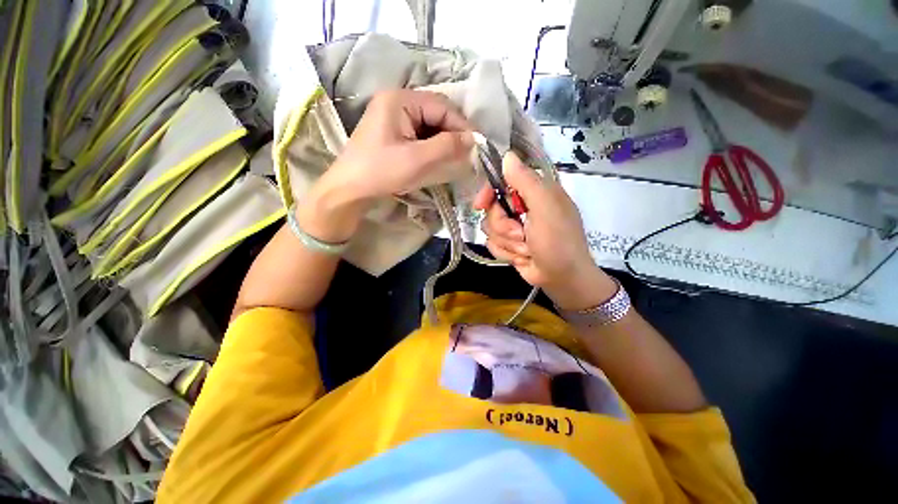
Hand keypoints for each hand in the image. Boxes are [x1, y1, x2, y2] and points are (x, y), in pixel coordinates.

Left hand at [298, 89, 473, 242]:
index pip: (442, 106)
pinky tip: (436, 159)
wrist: (350, 189)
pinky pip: (419, 134)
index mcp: (400, 100)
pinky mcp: (392, 131)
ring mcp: (393, 116)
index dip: (461, 126)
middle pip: (435, 113)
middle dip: (452, 134)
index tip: (476, 146)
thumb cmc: (381, 172)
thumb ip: (447, 146)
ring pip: (429, 125)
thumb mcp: (417, 160)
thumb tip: (473, 139)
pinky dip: (431, 146)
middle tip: (465, 155)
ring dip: (443, 141)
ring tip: (453, 159)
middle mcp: (396, 101)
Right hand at [473, 152, 616, 310]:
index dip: (488, 192)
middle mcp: (523, 207)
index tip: (480, 205)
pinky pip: (493, 244)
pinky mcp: (509, 244)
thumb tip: (507, 155)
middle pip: (492, 209)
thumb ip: (526, 181)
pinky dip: (507, 253)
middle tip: (521, 235)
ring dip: (508, 242)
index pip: (501, 182)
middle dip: (504, 226)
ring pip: (490, 229)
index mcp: (534, 192)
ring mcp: (514, 227)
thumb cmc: (559, 241)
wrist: (563, 278)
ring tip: (526, 249)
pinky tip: (522, 258)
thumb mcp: (545, 207)